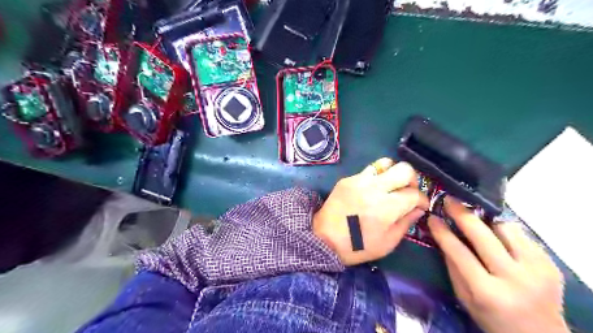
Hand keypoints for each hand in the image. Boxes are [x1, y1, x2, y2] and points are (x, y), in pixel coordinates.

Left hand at [312, 157, 429, 265]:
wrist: (324, 238)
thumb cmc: (358, 246)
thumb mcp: (387, 243)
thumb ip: (406, 223)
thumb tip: (418, 208)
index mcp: (386, 207)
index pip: (414, 193)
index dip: (422, 200)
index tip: (420, 206)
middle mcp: (374, 188)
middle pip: (404, 169)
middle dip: (412, 180)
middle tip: (407, 192)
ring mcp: (359, 180)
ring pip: (385, 163)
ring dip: (393, 174)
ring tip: (390, 188)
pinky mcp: (347, 179)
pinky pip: (368, 171)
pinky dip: (376, 178)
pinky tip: (371, 192)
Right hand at [426, 198, 568, 332]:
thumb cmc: (493, 318)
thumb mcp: (464, 298)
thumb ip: (453, 266)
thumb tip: (442, 235)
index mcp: (487, 292)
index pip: (459, 252)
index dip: (443, 232)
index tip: (432, 217)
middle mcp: (514, 278)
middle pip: (483, 236)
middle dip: (463, 214)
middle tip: (450, 200)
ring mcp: (537, 270)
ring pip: (506, 229)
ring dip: (487, 221)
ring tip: (476, 219)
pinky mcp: (550, 264)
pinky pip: (521, 235)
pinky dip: (504, 231)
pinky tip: (496, 236)